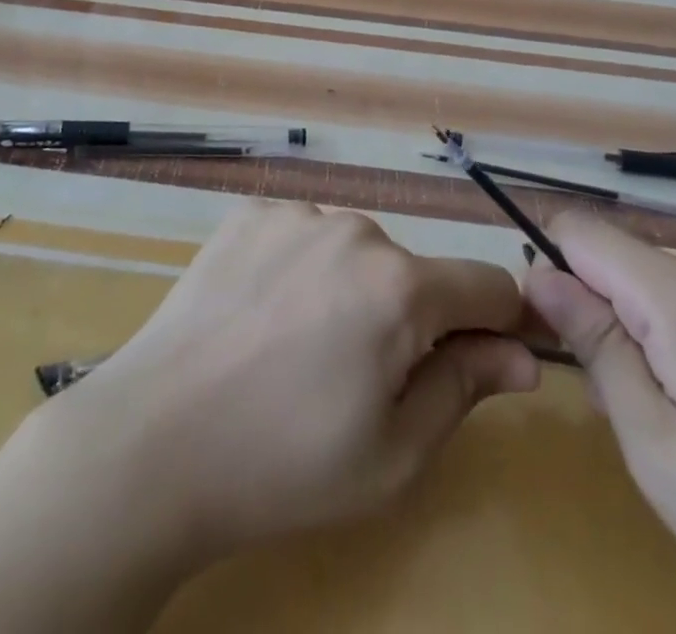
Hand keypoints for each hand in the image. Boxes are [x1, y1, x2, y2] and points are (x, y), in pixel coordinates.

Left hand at [60, 199, 537, 556]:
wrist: (153, 441)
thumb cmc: (284, 463)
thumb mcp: (393, 454)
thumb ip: (465, 388)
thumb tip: (522, 355)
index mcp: (399, 285)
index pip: (488, 284)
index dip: (496, 324)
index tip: (476, 360)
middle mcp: (353, 228)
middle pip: (413, 270)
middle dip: (406, 317)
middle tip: (353, 378)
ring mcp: (295, 213)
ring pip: (354, 250)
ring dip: (349, 289)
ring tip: (296, 348)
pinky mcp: (248, 213)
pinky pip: (301, 236)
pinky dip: (299, 269)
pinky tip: (260, 315)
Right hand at [525, 213, 675, 633]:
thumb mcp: (654, 443)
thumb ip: (594, 343)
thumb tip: (537, 273)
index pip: (577, 229)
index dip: (548, 267)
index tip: (551, 332)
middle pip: (613, 255)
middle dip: (592, 306)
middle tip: (615, 398)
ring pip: (649, 277)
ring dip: (633, 326)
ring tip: (666, 412)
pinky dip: (672, 332)